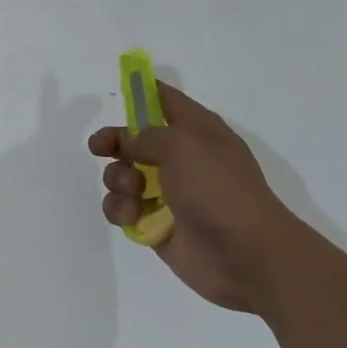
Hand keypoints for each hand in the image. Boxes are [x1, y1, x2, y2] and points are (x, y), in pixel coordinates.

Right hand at [88, 81, 303, 316]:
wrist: (248, 255)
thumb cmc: (218, 188)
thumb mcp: (182, 144)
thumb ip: (145, 135)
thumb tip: (128, 142)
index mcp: (197, 131)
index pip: (165, 100)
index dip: (142, 92)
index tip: (117, 92)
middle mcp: (182, 158)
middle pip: (135, 139)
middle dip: (114, 141)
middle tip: (98, 147)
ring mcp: (169, 193)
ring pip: (124, 175)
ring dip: (118, 179)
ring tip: (133, 190)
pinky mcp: (157, 225)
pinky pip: (124, 209)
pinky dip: (120, 209)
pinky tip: (130, 215)